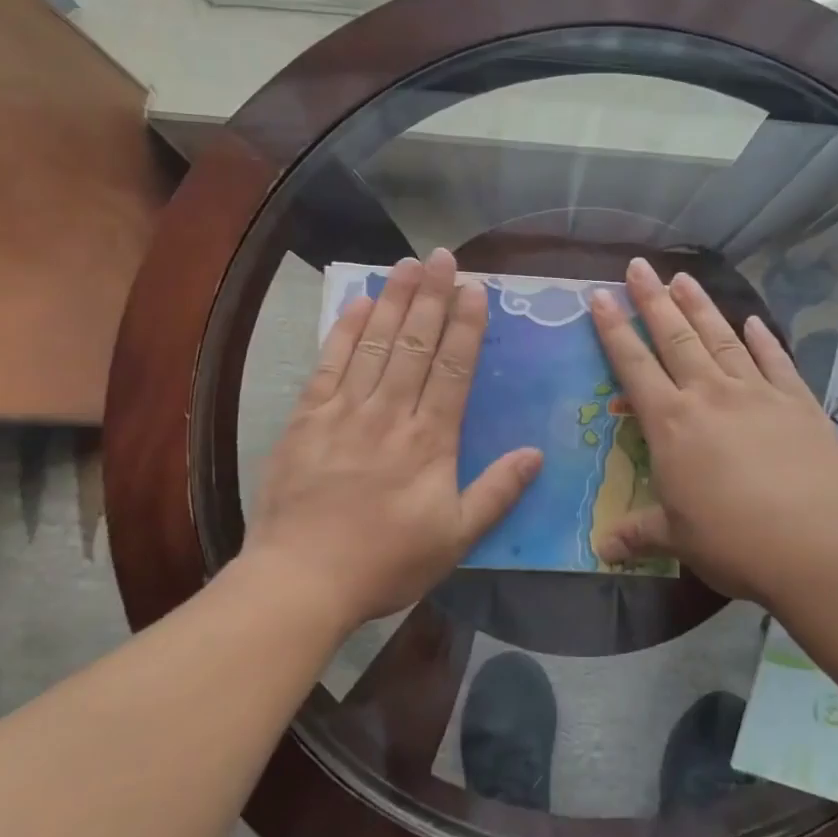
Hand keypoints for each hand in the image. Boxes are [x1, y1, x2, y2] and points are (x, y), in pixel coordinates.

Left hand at [234, 250, 540, 631]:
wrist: (301, 580)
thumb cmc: (385, 562)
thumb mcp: (455, 538)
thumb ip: (497, 493)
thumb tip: (536, 454)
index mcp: (429, 441)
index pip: (453, 369)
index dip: (466, 325)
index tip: (475, 288)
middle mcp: (390, 414)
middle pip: (415, 344)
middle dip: (432, 297)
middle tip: (443, 256)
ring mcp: (345, 411)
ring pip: (375, 343)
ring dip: (394, 300)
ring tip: (408, 264)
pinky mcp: (307, 418)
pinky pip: (329, 364)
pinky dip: (344, 330)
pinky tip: (358, 302)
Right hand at [589, 258, 837, 606]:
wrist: (817, 542)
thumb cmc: (733, 540)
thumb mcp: (677, 538)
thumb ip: (639, 533)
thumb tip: (602, 549)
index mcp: (671, 423)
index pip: (633, 365)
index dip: (613, 330)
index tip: (599, 295)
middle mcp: (709, 395)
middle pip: (675, 337)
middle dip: (653, 299)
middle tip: (639, 265)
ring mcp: (756, 393)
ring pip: (721, 338)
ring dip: (700, 306)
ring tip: (683, 277)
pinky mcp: (797, 402)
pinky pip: (775, 360)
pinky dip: (762, 339)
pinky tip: (753, 321)